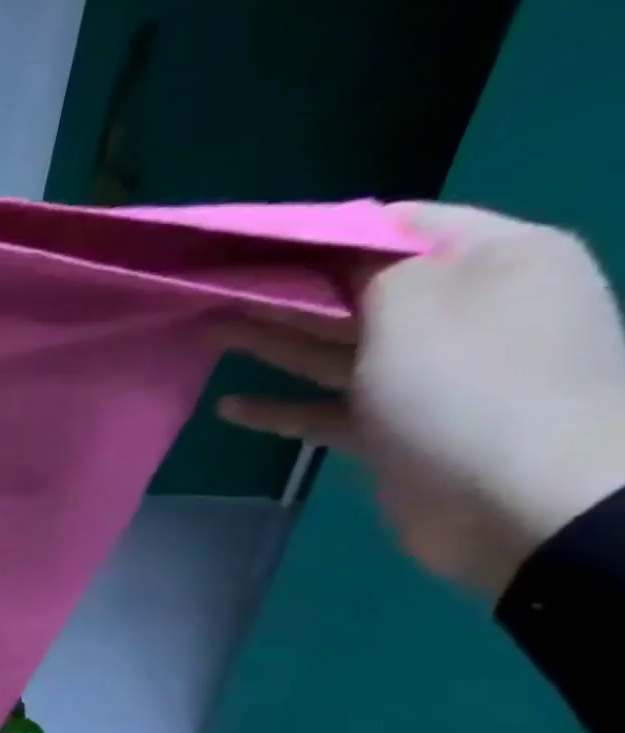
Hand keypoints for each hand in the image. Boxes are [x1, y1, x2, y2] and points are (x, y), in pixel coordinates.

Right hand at [219, 203, 624, 595]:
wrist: (522, 505)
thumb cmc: (469, 389)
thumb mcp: (419, 305)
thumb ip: (370, 269)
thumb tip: (334, 255)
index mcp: (493, 262)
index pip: (398, 227)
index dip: (321, 233)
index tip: (251, 244)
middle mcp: (464, 311)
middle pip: (359, 289)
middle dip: (287, 288)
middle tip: (216, 287)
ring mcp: (429, 376)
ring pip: (335, 347)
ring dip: (273, 341)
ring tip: (210, 332)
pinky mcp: (396, 429)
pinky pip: (328, 408)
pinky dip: (282, 407)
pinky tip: (231, 408)